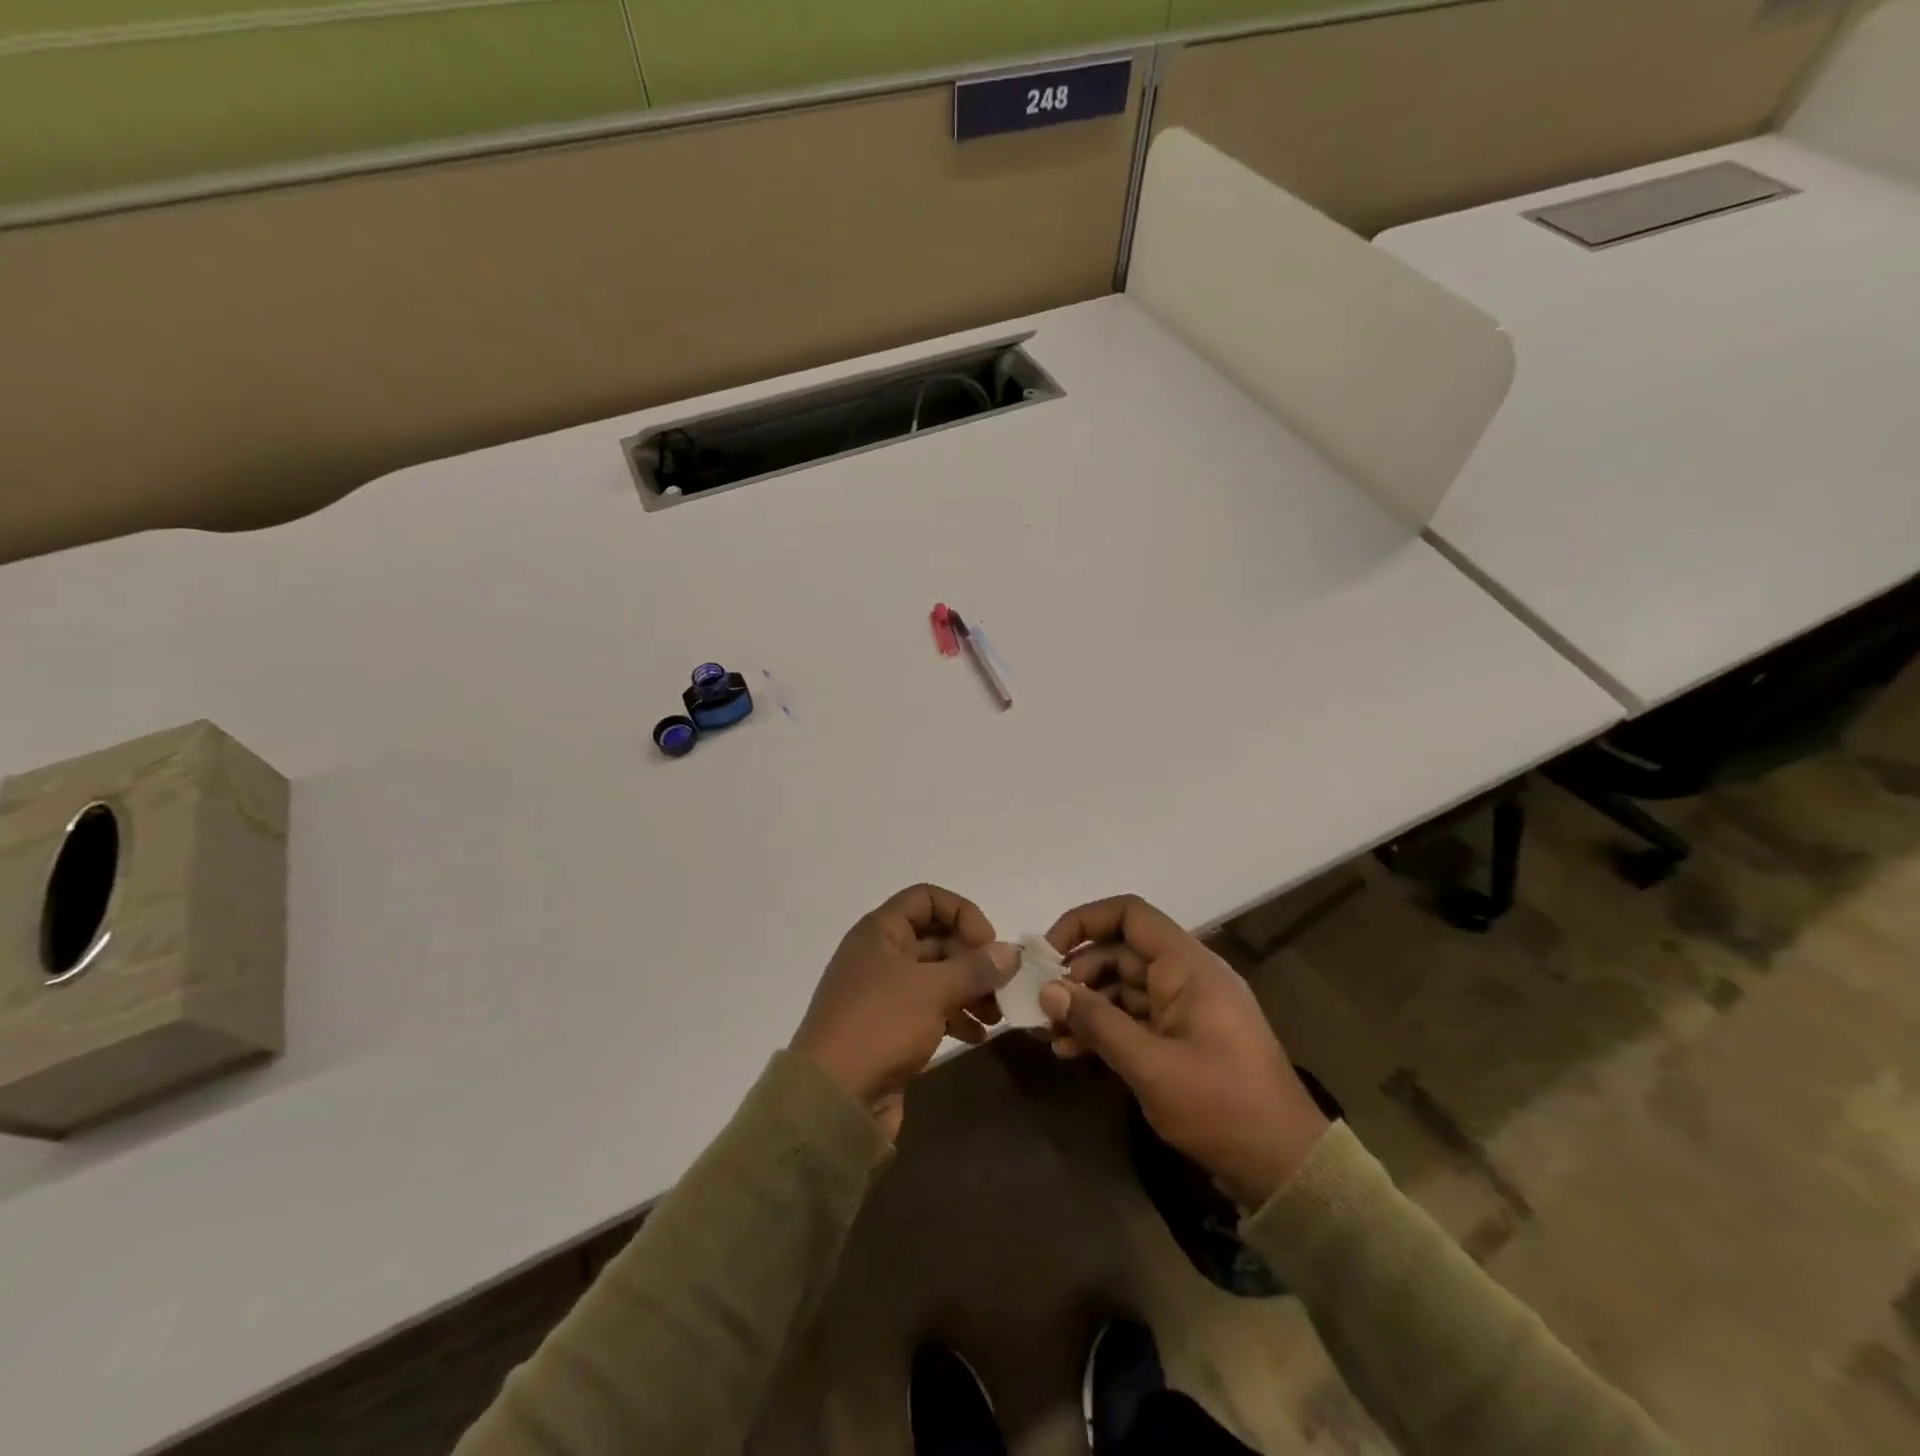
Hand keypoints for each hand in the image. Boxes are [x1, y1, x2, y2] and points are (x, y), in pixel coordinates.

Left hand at [791, 884, 1018, 1139]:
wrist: (832, 1100)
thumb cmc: (879, 1026)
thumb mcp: (932, 990)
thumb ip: (975, 967)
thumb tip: (1012, 951)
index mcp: (880, 932)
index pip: (927, 898)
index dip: (962, 913)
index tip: (988, 945)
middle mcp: (881, 955)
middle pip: (936, 938)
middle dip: (973, 959)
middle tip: (1003, 985)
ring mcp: (884, 993)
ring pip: (937, 977)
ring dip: (970, 990)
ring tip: (997, 1014)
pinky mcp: (890, 1028)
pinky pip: (931, 1009)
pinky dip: (956, 1016)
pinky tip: (978, 1036)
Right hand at [1037, 895, 1330, 1208]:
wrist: (1286, 1166)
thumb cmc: (1221, 1106)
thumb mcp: (1150, 1065)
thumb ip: (1097, 1022)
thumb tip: (1048, 989)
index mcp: (1187, 966)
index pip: (1130, 915)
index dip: (1085, 921)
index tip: (1049, 952)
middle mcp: (1185, 976)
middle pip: (1120, 952)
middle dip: (1077, 974)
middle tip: (1042, 1005)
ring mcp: (1185, 1008)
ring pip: (1122, 987)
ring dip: (1085, 1005)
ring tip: (1049, 1033)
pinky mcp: (1182, 1038)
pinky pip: (1134, 1018)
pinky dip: (1104, 1029)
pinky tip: (1071, 1052)